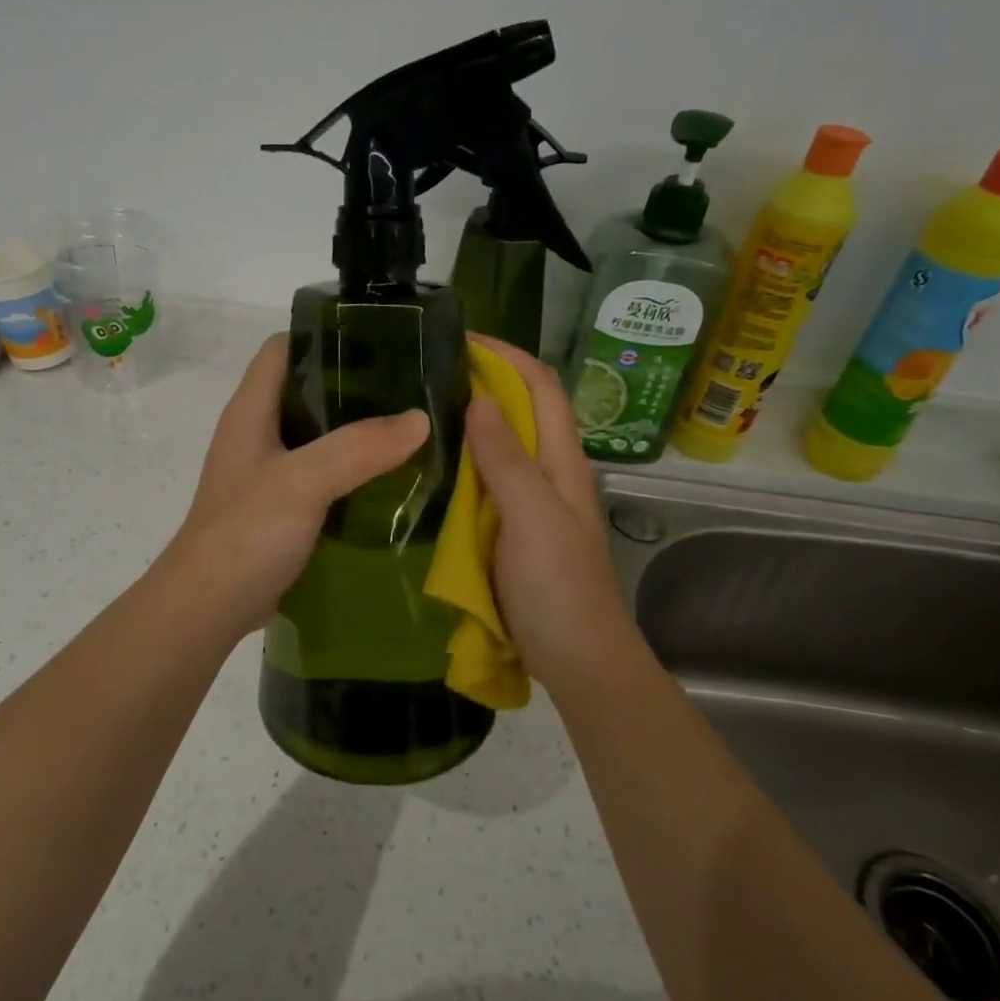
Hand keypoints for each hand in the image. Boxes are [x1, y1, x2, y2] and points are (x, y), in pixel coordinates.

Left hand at [164, 334, 430, 632]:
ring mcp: (270, 473)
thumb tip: (420, 419)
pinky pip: (325, 476)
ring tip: (413, 427)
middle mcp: (258, 434)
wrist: (208, 607)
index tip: (379, 338)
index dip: (324, 335)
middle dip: (356, 384)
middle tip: (411, 386)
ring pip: (320, 435)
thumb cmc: (245, 533)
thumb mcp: (302, 482)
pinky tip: (393, 478)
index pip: (283, 348)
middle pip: (308, 390)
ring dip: (360, 431)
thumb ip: (358, 447)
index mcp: (251, 410)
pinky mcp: (284, 508)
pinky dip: (356, 472)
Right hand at [463, 335, 648, 699]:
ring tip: (420, 409)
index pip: (541, 387)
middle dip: (483, 381)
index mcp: (562, 462)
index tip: (461, 339)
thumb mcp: (532, 518)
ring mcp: (531, 503)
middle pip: (521, 411)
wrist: (579, 661)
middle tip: (427, 373)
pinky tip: (430, 467)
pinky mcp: (512, 530)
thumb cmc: (560, 589)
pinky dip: (462, 463)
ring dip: (470, 420)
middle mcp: (549, 473)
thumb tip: (478, 398)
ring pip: (501, 446)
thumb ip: (507, 459)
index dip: (507, 356)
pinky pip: (486, 483)